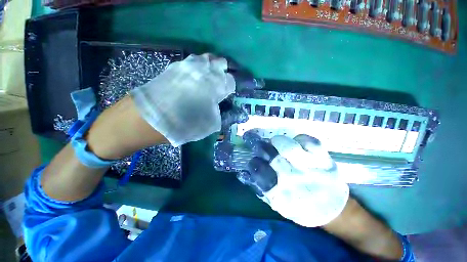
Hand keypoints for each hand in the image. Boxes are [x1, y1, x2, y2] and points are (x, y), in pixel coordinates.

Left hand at [130, 53, 235, 146]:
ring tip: (210, 76)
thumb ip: (218, 115)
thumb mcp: (207, 126)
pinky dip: (197, 66)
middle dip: (223, 72)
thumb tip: (221, 107)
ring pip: (205, 59)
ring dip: (210, 66)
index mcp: (213, 87)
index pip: (229, 81)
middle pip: (219, 64)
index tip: (228, 92)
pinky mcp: (174, 68)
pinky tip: (195, 74)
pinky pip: (190, 62)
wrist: (145, 120)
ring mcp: (186, 67)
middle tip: (221, 82)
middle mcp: (202, 73)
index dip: (230, 87)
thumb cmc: (181, 124)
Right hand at [237, 131, 348, 226]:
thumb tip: (246, 174)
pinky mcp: (324, 159)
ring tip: (275, 142)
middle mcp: (294, 179)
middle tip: (259, 146)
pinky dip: (300, 139)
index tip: (253, 161)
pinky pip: (309, 141)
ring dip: (278, 141)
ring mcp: (311, 167)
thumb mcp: (279, 205)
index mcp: (282, 193)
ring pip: (289, 147)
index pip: (260, 174)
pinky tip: (296, 143)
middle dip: (261, 148)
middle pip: (273, 157)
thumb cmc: (302, 207)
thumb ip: (262, 189)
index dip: (254, 164)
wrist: (335, 209)